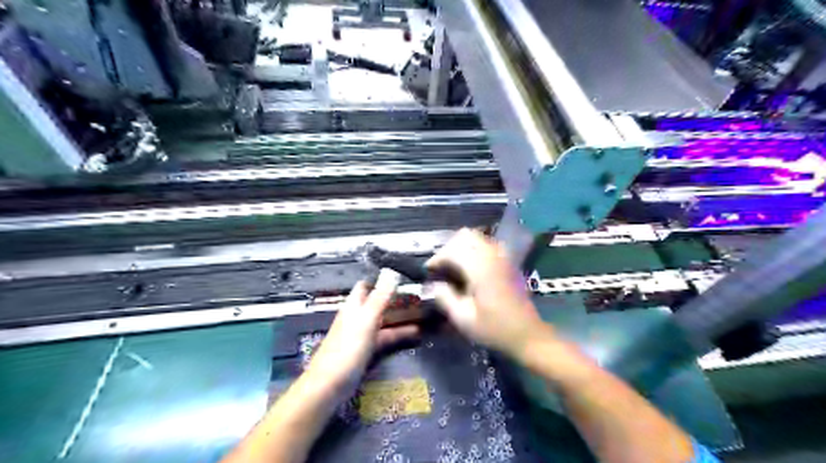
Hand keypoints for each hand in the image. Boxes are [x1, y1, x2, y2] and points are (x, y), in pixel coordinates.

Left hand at [304, 267, 419, 389]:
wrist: (330, 385)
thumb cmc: (348, 348)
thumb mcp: (366, 320)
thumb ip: (379, 298)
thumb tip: (392, 272)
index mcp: (354, 305)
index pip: (366, 285)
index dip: (381, 279)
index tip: (403, 275)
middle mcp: (358, 316)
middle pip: (378, 301)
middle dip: (396, 297)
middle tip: (419, 294)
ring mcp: (363, 333)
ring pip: (384, 319)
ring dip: (401, 315)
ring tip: (424, 312)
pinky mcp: (367, 349)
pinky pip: (386, 336)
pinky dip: (400, 333)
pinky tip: (416, 333)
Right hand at [425, 230, 546, 355]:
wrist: (528, 335)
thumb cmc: (495, 330)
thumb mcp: (464, 320)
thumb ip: (445, 298)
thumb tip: (434, 285)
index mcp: (480, 269)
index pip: (453, 250)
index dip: (437, 258)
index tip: (428, 271)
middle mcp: (492, 256)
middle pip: (465, 236)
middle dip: (448, 248)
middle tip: (441, 267)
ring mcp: (503, 257)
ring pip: (476, 237)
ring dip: (461, 247)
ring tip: (453, 266)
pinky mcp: (508, 262)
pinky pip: (487, 244)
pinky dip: (473, 249)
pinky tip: (469, 268)